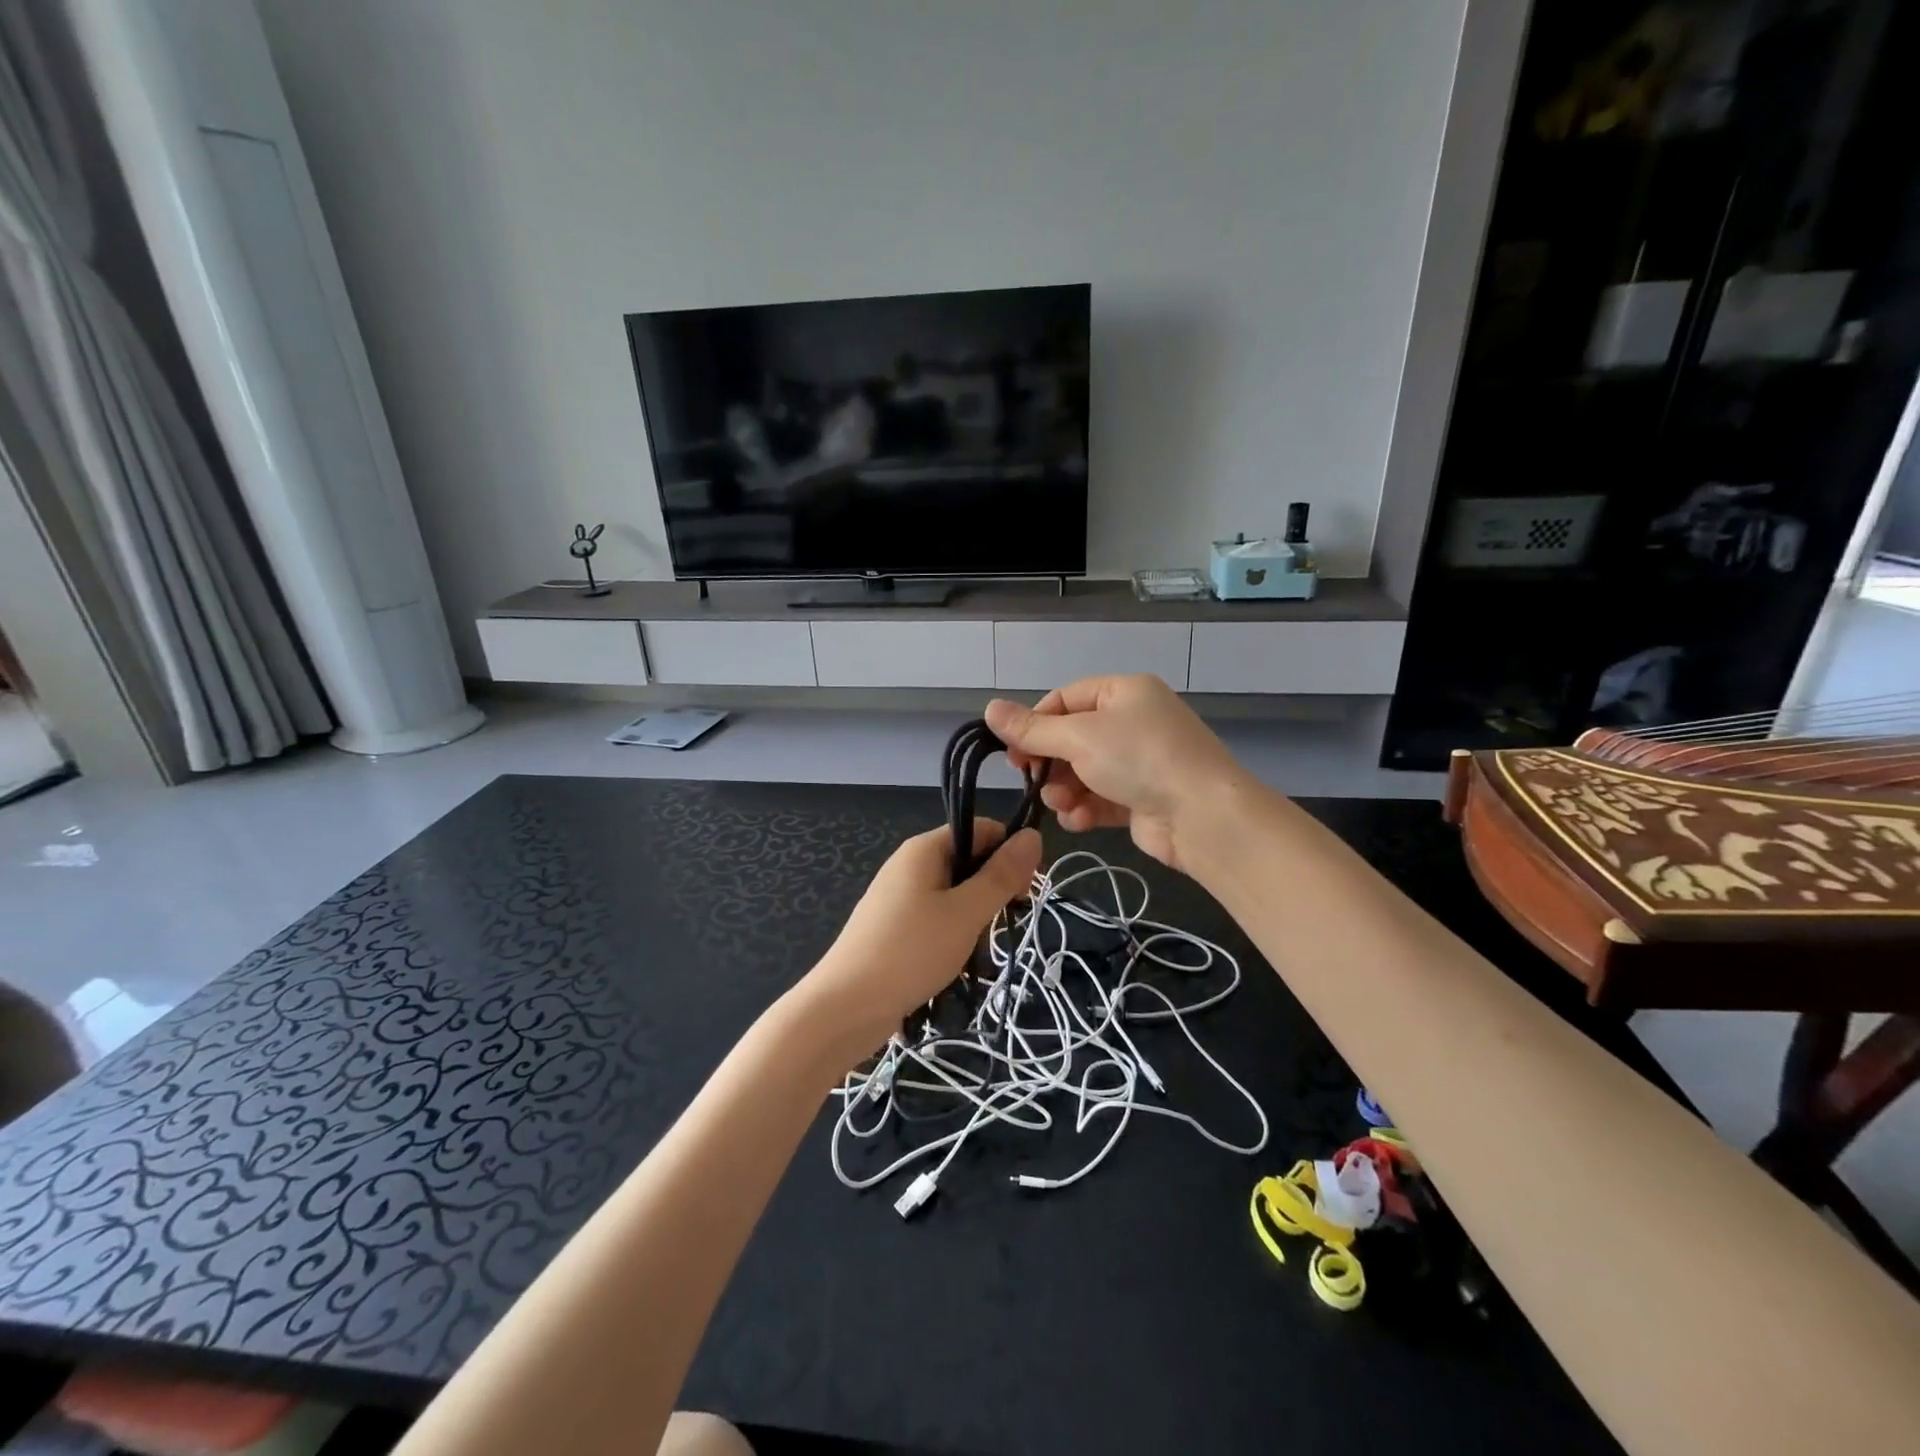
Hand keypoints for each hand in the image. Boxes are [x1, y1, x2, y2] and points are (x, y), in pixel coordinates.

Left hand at [799, 820, 1042, 1057]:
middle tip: (1002, 924)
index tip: (1025, 891)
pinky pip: (935, 915)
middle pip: (968, 859)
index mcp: (924, 848)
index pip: (981, 829)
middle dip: (993, 888)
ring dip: (975, 915)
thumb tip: (1034, 835)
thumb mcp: (966, 913)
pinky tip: (955, 959)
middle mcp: (909, 863)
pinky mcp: (893, 925)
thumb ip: (1001, 875)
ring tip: (977, 947)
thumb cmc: (911, 952)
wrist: (845, 1007)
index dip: (1009, 853)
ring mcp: (898, 896)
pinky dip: (953, 931)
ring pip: (954, 892)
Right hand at [985, 675, 1245, 872]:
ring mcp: (1140, 762)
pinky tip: (1079, 821)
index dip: (1035, 724)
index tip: (1013, 752)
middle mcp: (1133, 722)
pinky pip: (1101, 798)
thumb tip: (989, 708)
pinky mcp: (1142, 798)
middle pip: (1072, 739)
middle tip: (1031, 781)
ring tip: (1061, 805)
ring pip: (1083, 772)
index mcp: (1124, 692)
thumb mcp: (1079, 738)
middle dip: (1050, 764)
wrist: (1203, 816)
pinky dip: (1086, 809)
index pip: (1065, 699)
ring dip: (1064, 790)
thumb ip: (1032, 729)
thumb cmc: (1139, 759)